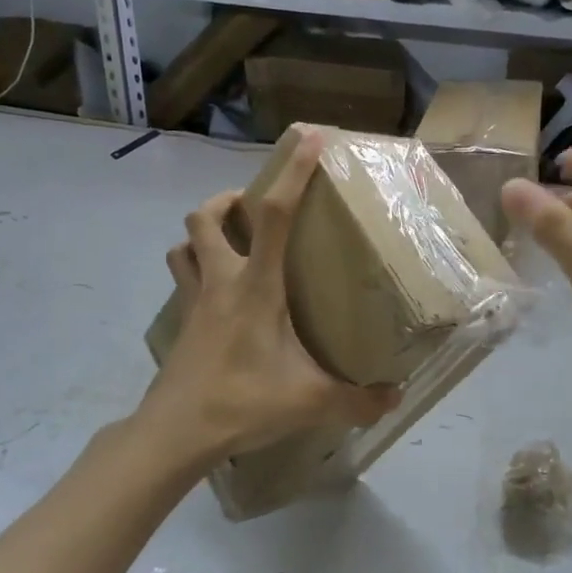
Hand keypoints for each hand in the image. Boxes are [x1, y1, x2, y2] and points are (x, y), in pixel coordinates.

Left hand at [139, 128, 399, 468]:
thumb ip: (357, 399)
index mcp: (255, 286)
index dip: (293, 173)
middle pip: (206, 217)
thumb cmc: (242, 402)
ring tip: (231, 243)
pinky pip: (182, 279)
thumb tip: (397, 398)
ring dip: (203, 233)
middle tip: (253, 209)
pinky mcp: (181, 324)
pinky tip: (219, 294)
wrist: (175, 433)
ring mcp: (193, 302)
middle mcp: (219, 282)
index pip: (274, 215)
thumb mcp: (309, 401)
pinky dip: (196, 269)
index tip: (308, 138)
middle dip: (228, 200)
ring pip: (183, 244)